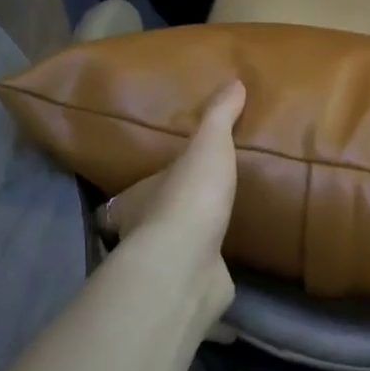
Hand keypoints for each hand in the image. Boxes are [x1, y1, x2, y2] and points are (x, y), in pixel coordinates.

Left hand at [100, 80, 244, 328]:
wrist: (188, 264)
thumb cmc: (189, 198)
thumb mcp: (207, 146)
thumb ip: (219, 117)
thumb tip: (235, 80)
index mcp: (139, 199)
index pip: (134, 192)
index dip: (146, 188)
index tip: (161, 185)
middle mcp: (142, 235)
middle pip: (151, 223)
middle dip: (168, 216)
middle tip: (196, 206)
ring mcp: (166, 266)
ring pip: (174, 252)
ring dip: (189, 245)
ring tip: (217, 233)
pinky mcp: (190, 290)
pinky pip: (200, 279)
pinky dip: (208, 275)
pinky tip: (227, 269)